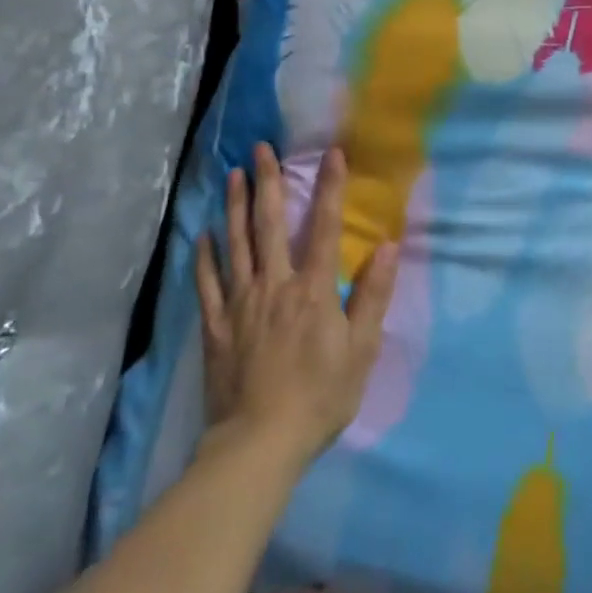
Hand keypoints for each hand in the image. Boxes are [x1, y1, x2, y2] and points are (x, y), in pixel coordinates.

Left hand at [195, 144, 399, 466]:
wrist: (259, 443)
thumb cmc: (320, 397)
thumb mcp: (361, 350)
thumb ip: (373, 296)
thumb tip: (389, 247)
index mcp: (312, 289)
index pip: (325, 226)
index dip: (330, 187)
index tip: (331, 152)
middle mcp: (274, 285)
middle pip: (269, 224)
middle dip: (267, 182)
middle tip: (260, 149)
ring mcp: (240, 304)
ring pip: (235, 244)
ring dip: (233, 207)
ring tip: (232, 175)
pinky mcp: (216, 326)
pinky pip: (207, 283)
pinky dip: (204, 256)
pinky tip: (202, 235)